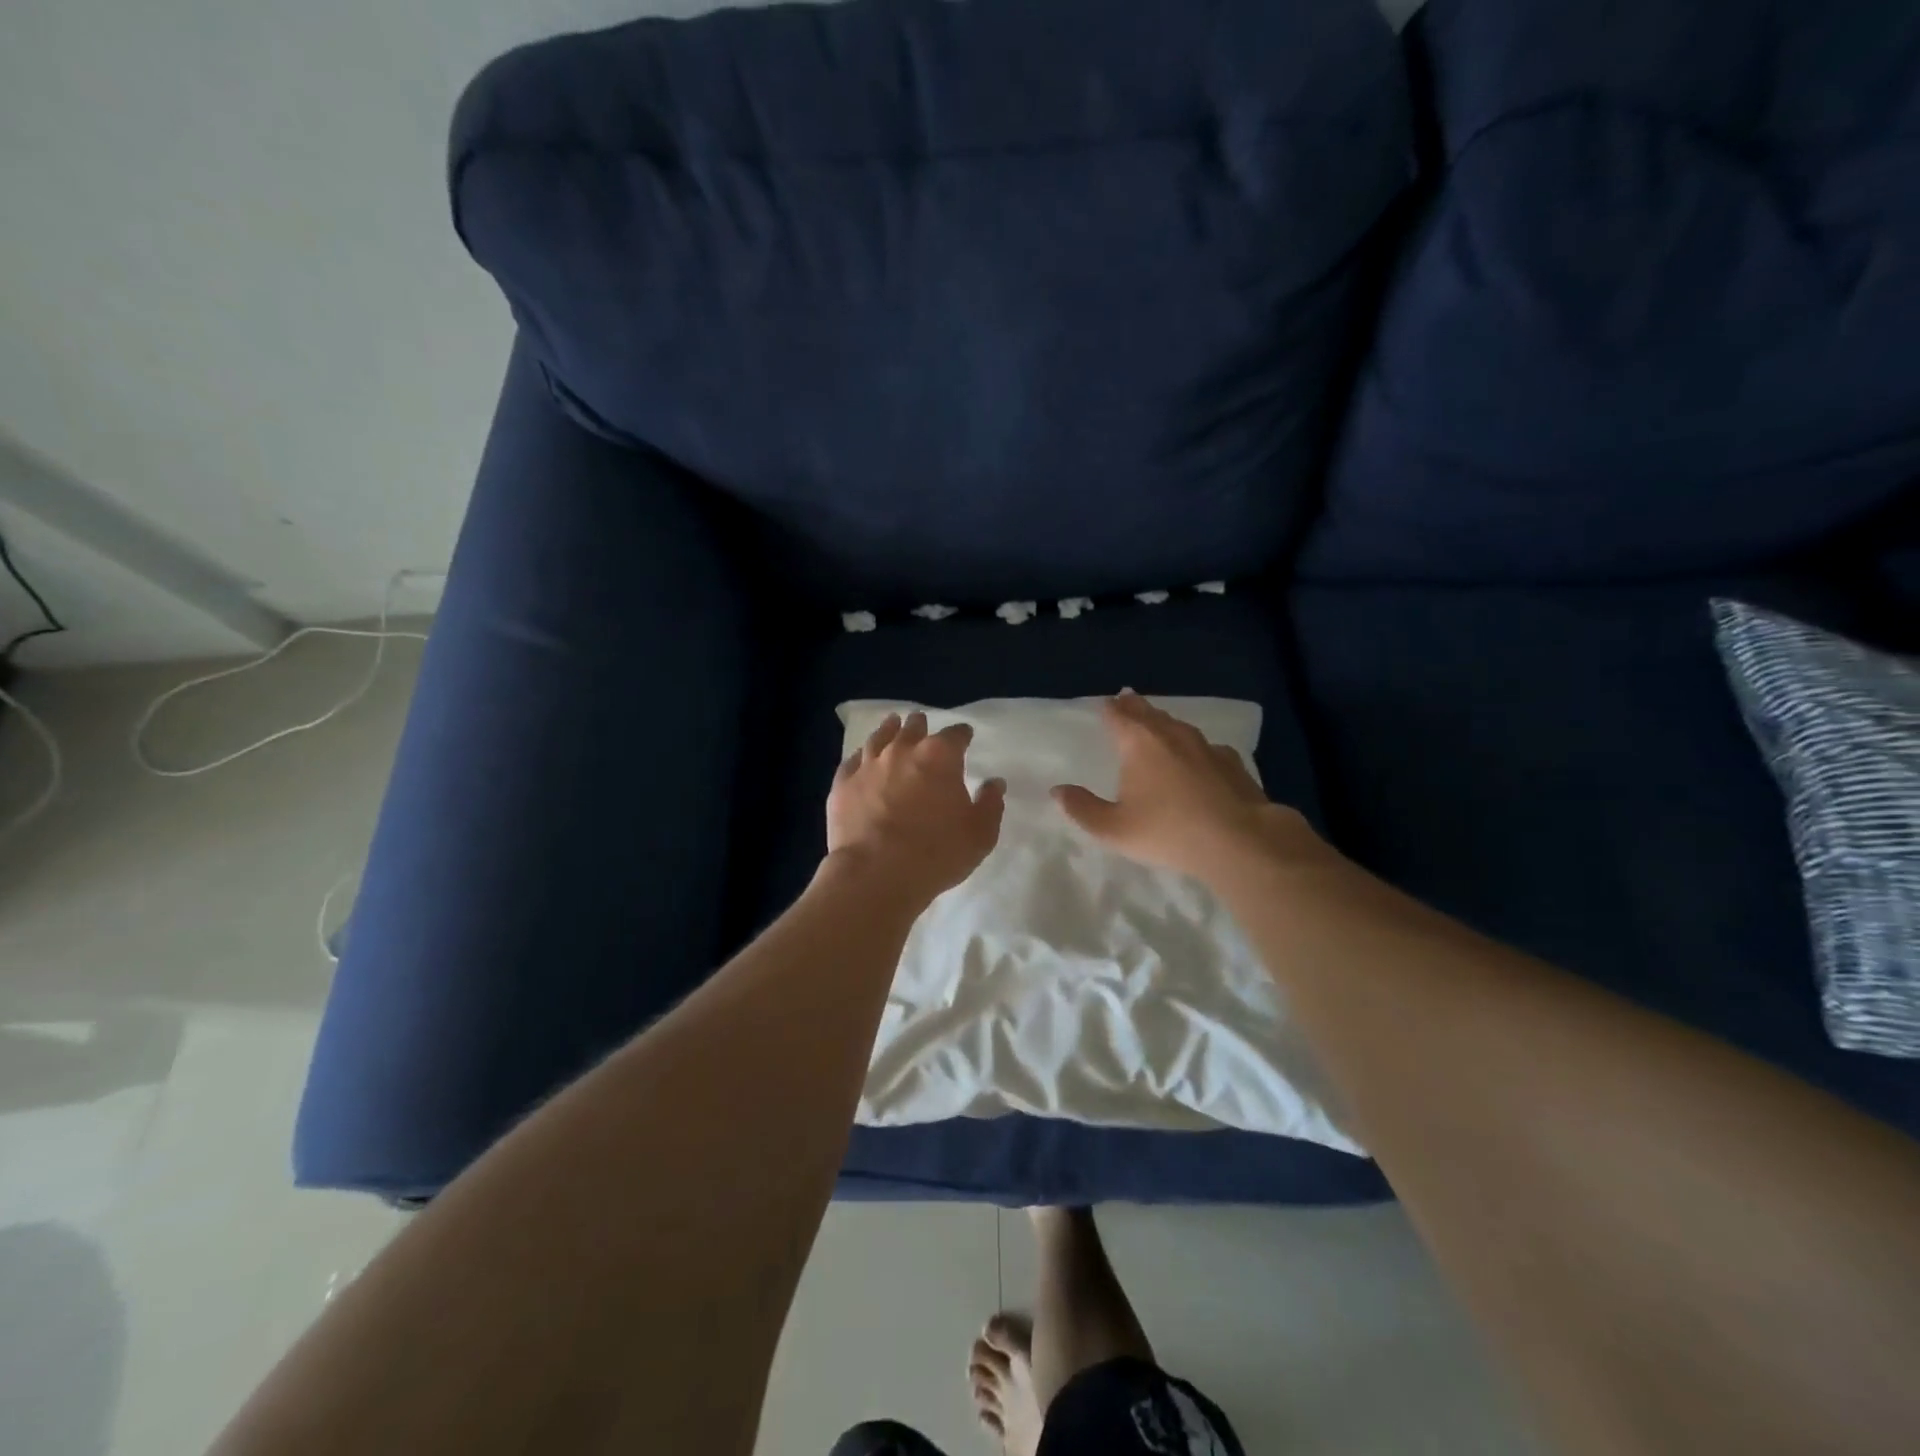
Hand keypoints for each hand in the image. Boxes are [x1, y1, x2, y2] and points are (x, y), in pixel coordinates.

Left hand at [826, 711, 1006, 905]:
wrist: (875, 874)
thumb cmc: (936, 854)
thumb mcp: (980, 835)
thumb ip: (990, 804)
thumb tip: (994, 783)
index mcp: (940, 756)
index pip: (956, 735)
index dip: (962, 735)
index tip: (965, 736)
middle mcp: (902, 750)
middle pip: (913, 728)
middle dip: (921, 726)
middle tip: (922, 725)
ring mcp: (868, 765)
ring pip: (879, 737)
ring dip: (889, 730)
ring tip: (892, 725)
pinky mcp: (842, 784)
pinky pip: (852, 761)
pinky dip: (860, 756)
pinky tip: (861, 758)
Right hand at [1051, 691, 1329, 884]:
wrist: (1240, 840)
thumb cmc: (1169, 831)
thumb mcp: (1114, 829)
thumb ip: (1082, 809)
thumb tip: (1058, 791)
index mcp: (1139, 743)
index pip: (1118, 715)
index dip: (1109, 708)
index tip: (1105, 703)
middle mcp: (1171, 735)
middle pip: (1149, 712)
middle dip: (1135, 706)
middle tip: (1126, 698)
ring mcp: (1205, 746)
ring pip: (1178, 725)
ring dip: (1164, 721)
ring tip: (1157, 722)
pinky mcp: (1231, 763)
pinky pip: (1205, 746)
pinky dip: (1194, 746)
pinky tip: (1199, 756)